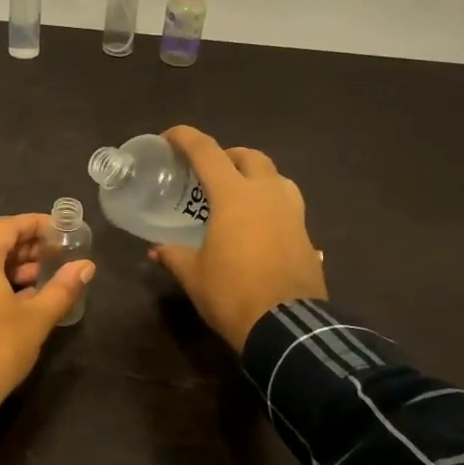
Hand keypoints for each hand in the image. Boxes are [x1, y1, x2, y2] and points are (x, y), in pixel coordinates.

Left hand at [0, 214, 94, 438]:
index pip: (8, 226)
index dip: (36, 224)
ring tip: (43, 280)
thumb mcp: (36, 318)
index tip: (61, 230)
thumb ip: (62, 287)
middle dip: (26, 248)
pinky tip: (17, 300)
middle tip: (57, 256)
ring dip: (11, 268)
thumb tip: (86, 266)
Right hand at [150, 125, 326, 351]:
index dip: (186, 138)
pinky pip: (288, 205)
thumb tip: (156, 250)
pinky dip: (270, 203)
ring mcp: (292, 213)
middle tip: (208, 170)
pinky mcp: (306, 234)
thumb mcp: (194, 275)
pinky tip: (259, 225)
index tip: (169, 137)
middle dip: (227, 155)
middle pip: (249, 156)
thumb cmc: (232, 293)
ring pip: (276, 177)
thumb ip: (174, 255)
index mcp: (234, 196)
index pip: (207, 152)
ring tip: (238, 194)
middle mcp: (267, 194)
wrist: (287, 327)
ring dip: (256, 176)